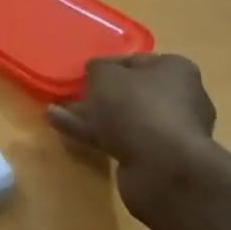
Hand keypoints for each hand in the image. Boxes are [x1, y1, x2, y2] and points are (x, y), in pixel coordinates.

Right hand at [46, 54, 217, 212]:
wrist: (163, 168)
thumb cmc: (138, 107)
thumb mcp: (107, 76)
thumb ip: (97, 68)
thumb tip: (96, 70)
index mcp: (174, 70)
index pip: (135, 61)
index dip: (106, 64)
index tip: (83, 72)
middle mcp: (177, 98)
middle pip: (129, 92)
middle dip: (97, 93)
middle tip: (70, 93)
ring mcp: (164, 130)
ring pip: (120, 117)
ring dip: (88, 114)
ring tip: (54, 109)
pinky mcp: (151, 157)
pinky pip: (116, 138)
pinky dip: (89, 132)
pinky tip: (59, 126)